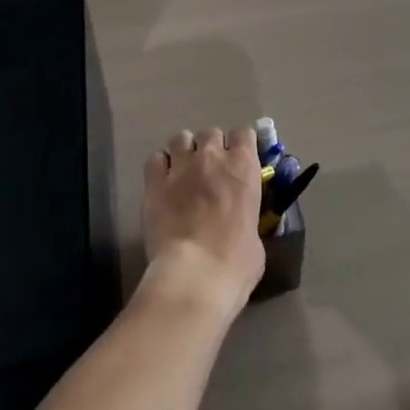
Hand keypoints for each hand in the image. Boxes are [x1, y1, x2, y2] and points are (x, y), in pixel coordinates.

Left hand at [137, 127, 266, 322]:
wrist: (194, 276)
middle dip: (212, 148)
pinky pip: (156, 159)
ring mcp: (181, 167)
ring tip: (184, 171)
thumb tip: (241, 224)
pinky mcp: (154, 183)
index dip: (241, 145)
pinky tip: (163, 181)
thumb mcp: (256, 237)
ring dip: (185, 151)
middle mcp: (212, 157)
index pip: (245, 133)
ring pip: (181, 138)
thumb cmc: (235, 262)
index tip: (239, 160)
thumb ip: (247, 217)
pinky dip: (160, 166)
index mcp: (244, 167)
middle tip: (211, 171)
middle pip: (211, 133)